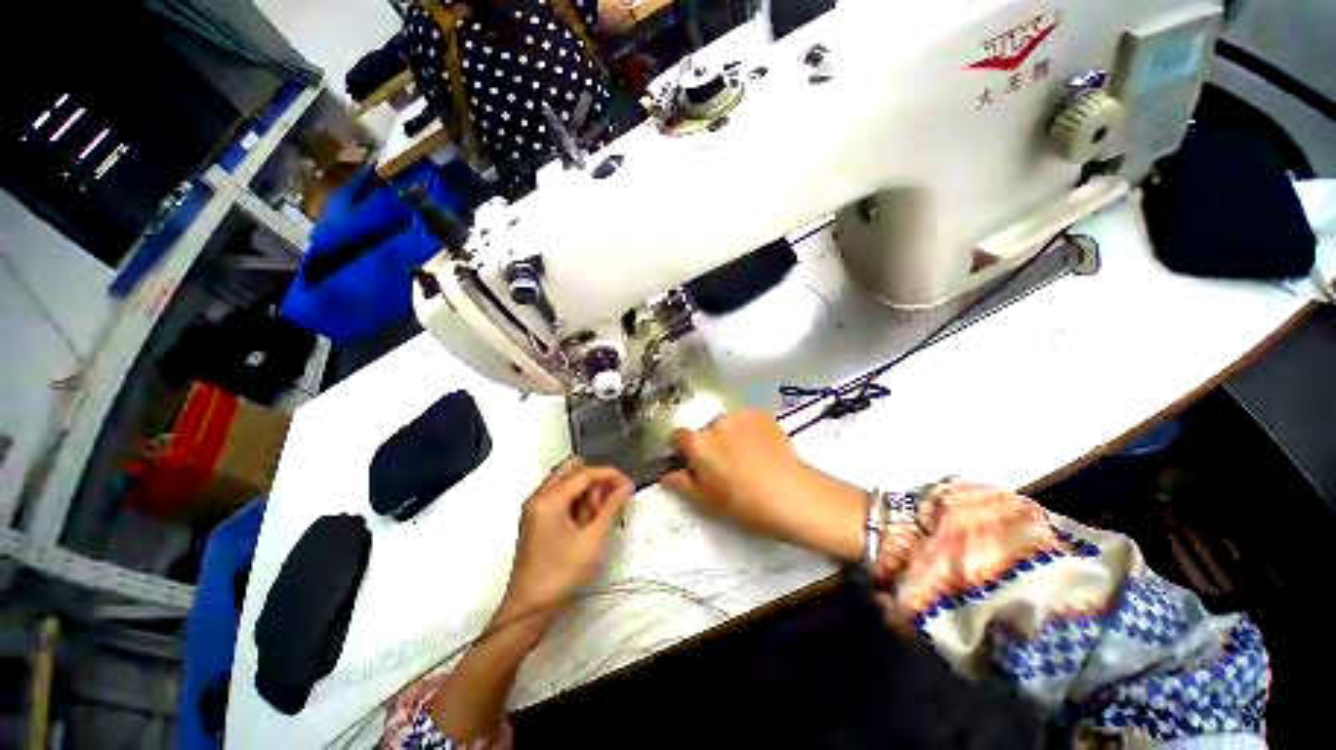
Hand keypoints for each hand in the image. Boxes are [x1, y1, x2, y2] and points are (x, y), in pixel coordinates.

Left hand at [502, 459, 632, 616]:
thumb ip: (611, 507)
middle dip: (595, 480)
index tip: (629, 484)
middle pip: (571, 471)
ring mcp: (534, 508)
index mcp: (549, 499)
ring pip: (565, 483)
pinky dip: (576, 501)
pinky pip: (559, 497)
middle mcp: (538, 496)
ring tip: (598, 516)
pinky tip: (586, 521)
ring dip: (585, 491)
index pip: (584, 473)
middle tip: (610, 499)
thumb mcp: (593, 540)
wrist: (529, 610)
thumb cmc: (562, 574)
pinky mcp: (535, 519)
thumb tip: (627, 484)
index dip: (609, 474)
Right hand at [663, 411, 864, 560]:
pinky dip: (748, 429)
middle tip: (726, 465)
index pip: (678, 436)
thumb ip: (682, 484)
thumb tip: (666, 474)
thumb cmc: (744, 504)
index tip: (694, 462)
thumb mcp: (706, 502)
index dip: (685, 449)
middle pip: (705, 430)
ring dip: (730, 434)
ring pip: (727, 424)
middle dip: (711, 443)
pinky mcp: (761, 414)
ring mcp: (740, 415)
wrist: (791, 494)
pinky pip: (746, 420)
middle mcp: (716, 423)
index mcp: (698, 444)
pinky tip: (762, 447)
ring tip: (748, 456)